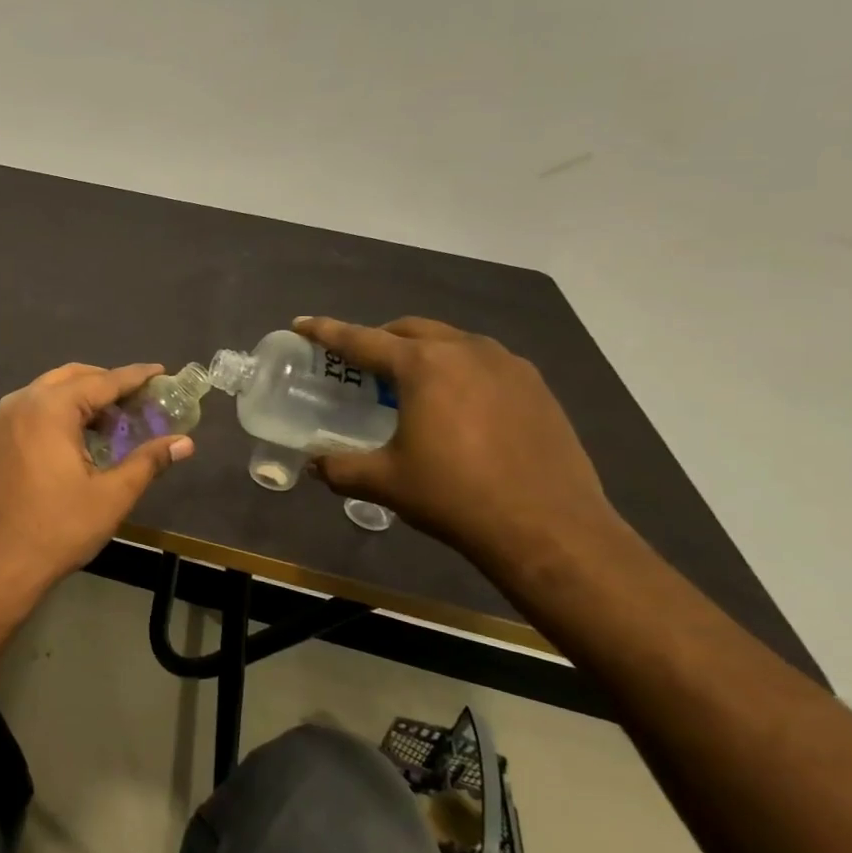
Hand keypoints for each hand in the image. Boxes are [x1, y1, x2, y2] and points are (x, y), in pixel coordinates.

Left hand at [0, 362, 194, 600]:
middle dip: (106, 384)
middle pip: (71, 378)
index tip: (160, 372)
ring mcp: (1, 421)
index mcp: (49, 409)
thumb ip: (148, 461)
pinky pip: (31, 411)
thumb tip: (185, 443)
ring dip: (81, 398)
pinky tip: (76, 439)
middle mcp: (21, 403)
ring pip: (48, 393)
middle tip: (138, 401)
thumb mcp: (111, 496)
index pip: (102, 381)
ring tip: (112, 422)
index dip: (134, 377)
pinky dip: (57, 412)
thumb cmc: (57, 529)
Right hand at [293, 316, 621, 573]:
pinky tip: (458, 406)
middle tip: (359, 366)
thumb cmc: (455, 496)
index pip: (361, 339)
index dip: (326, 332)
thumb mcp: (384, 482)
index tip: (302, 323)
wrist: (549, 529)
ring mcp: (508, 365)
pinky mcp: (537, 387)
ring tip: (409, 386)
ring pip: (451, 342)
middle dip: (378, 339)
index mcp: (423, 365)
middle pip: (409, 330)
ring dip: (422, 353)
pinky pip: (485, 363)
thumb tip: (313, 465)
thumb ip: (339, 468)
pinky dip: (458, 371)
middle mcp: (466, 350)